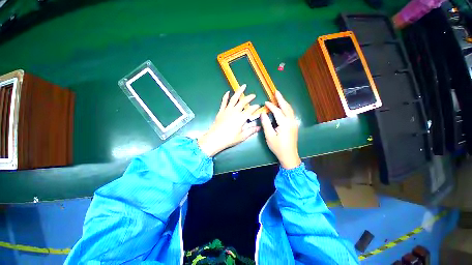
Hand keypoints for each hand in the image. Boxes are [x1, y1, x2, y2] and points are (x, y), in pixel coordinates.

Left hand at [198, 85, 260, 156]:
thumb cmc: (229, 139)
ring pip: (234, 98)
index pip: (250, 110)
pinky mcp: (221, 111)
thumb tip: (259, 128)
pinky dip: (226, 96)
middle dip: (249, 97)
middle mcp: (235, 112)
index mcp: (241, 118)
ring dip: (239, 92)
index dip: (255, 107)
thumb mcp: (242, 136)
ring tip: (243, 86)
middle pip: (243, 102)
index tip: (258, 106)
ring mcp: (227, 110)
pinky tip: (228, 92)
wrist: (215, 139)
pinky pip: (224, 102)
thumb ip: (251, 131)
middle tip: (253, 95)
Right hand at [260, 91, 300, 168]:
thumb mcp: (269, 136)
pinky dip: (287, 108)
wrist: (289, 155)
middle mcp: (291, 121)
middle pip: (286, 107)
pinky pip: (291, 113)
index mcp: (284, 124)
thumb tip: (263, 113)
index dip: (271, 106)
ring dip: (284, 103)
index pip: (277, 111)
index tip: (265, 102)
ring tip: (279, 97)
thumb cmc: (278, 147)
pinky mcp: (294, 126)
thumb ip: (266, 123)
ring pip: (290, 110)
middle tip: (276, 92)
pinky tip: (283, 107)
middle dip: (281, 99)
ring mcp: (294, 123)